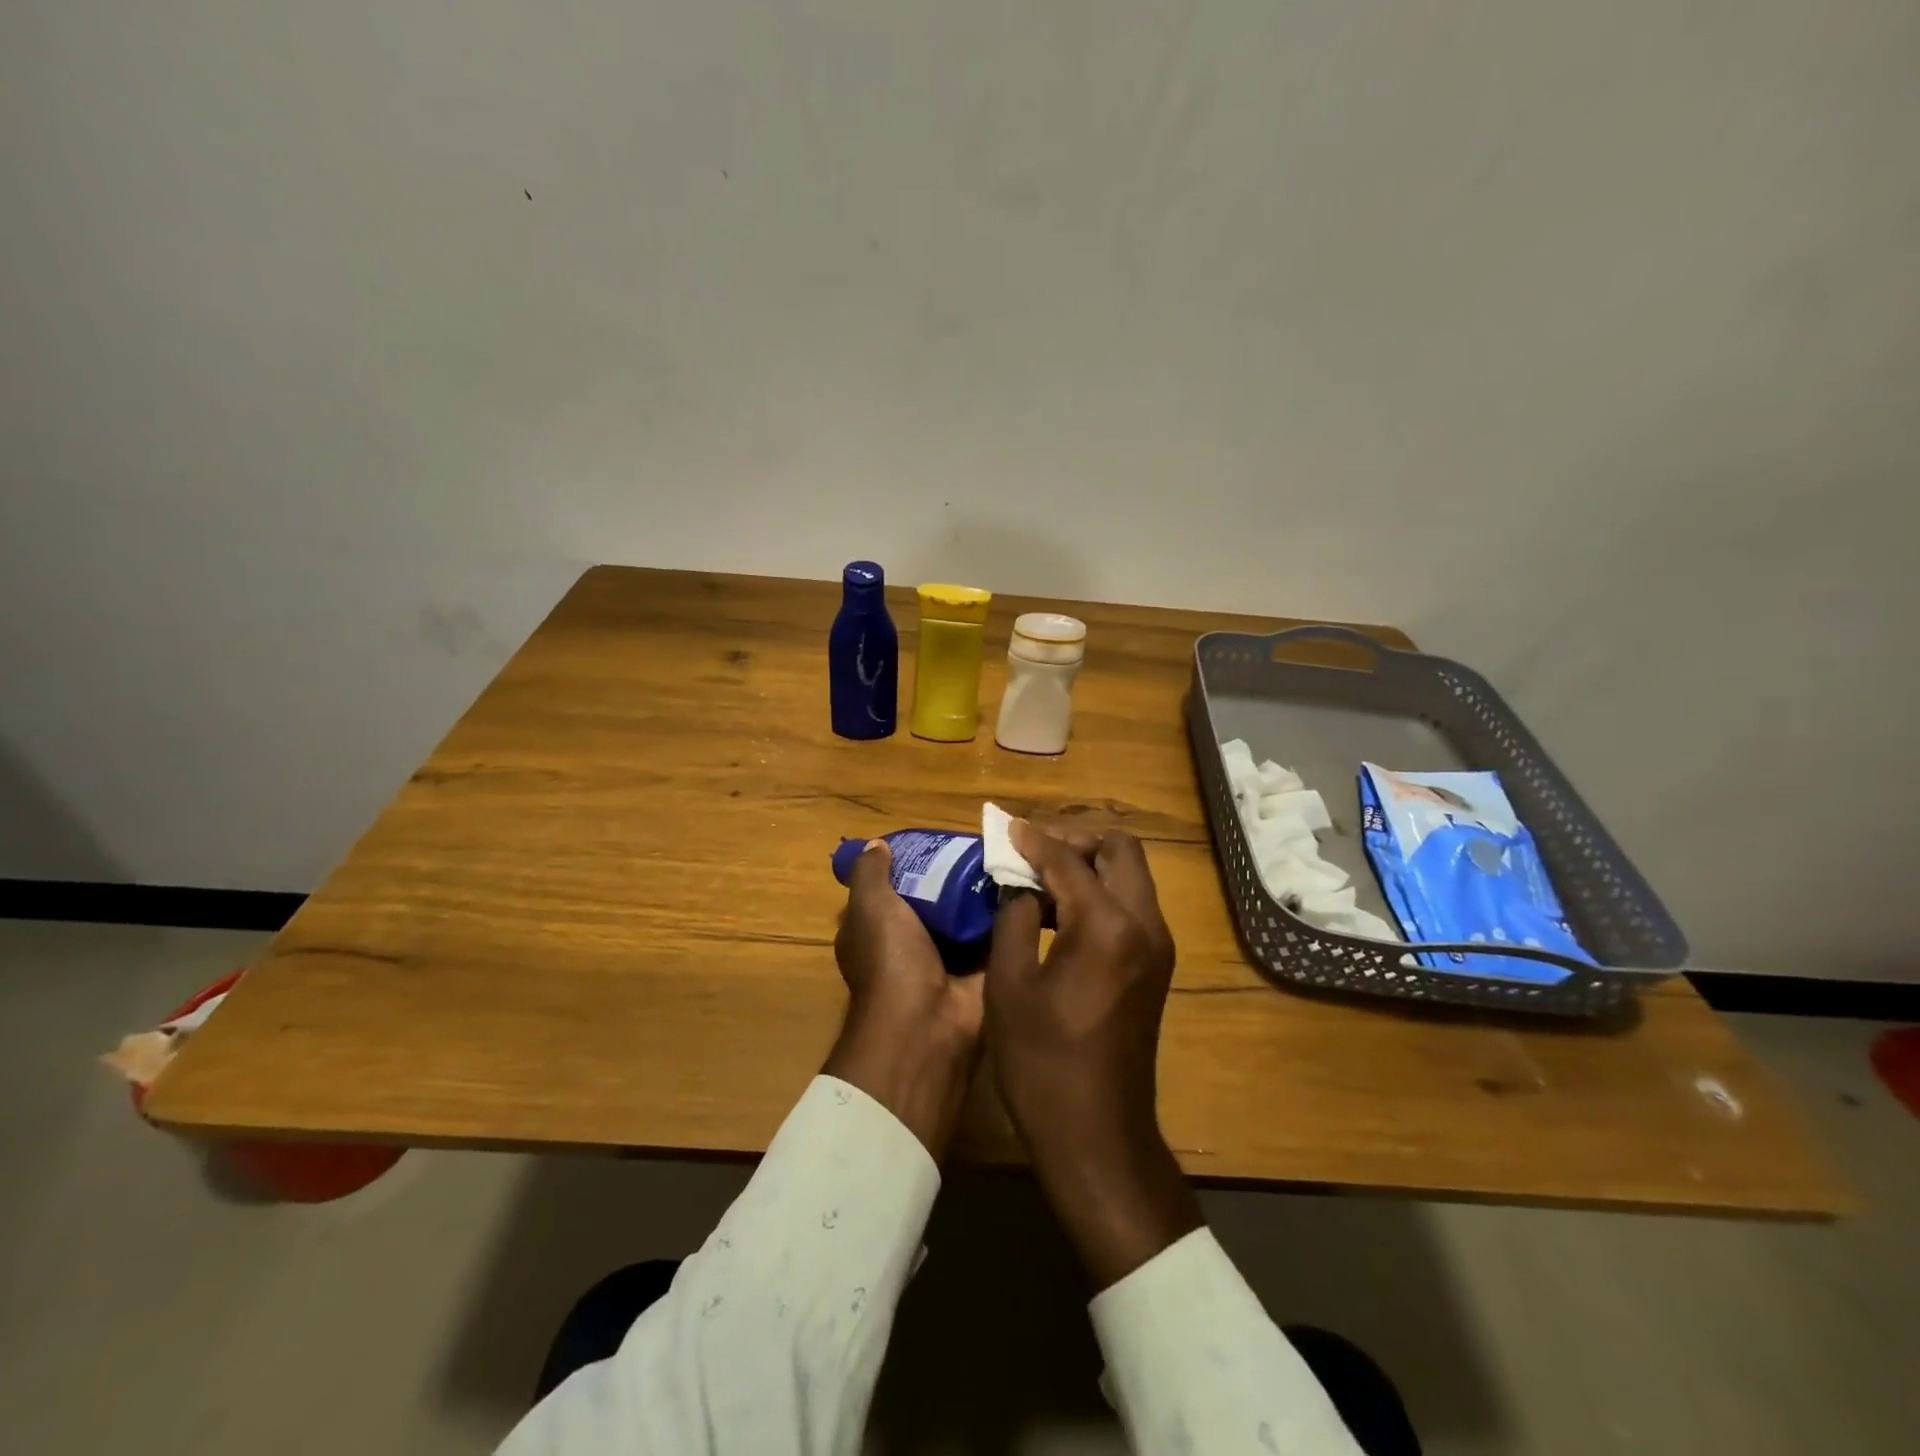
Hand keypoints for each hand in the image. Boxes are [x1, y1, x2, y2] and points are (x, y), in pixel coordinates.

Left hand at [823, 841, 983, 1158]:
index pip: (891, 889)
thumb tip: (877, 844)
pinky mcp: (980, 968)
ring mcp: (946, 957)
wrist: (927, 1024)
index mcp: (876, 930)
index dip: (909, 865)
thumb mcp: (870, 907)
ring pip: (966, 914)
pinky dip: (1007, 913)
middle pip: (934, 899)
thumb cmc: (891, 960)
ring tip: (1010, 855)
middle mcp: (909, 943)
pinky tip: (1026, 883)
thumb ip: (871, 874)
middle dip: (954, 875)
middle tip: (983, 844)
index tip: (935, 840)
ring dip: (984, 892)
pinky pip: (994, 933)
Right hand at [986, 821, 1201, 1288]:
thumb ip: (1016, 918)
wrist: (1098, 1134)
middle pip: (1121, 850)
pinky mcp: (1157, 965)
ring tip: (1041, 877)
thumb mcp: (1010, 984)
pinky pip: (1132, 905)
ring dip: (1090, 864)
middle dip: (1075, 840)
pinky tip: (1062, 911)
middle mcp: (1145, 925)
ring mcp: (1158, 946)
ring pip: (1131, 875)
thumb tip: (1021, 885)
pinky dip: (1100, 892)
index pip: (1069, 861)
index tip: (1006, 828)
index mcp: (1107, 926)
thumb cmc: (1043, 1063)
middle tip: (1032, 851)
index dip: (1034, 840)